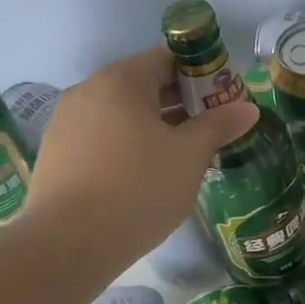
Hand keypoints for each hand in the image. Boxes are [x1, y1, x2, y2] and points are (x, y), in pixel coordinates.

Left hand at [23, 49, 257, 251]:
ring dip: (156, 124)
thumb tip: (248, 108)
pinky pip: (103, 136)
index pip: (169, 58)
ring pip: (123, 112)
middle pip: (145, 83)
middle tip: (213, 127)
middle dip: (182, 101)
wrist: (66, 245)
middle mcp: (88, 91)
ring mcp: (66, 123)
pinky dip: (130, 144)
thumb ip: (219, 125)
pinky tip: (147, 174)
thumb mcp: (190, 155)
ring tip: (184, 154)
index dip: (204, 73)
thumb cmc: (138, 188)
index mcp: (121, 80)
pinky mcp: (56, 154)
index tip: (225, 99)